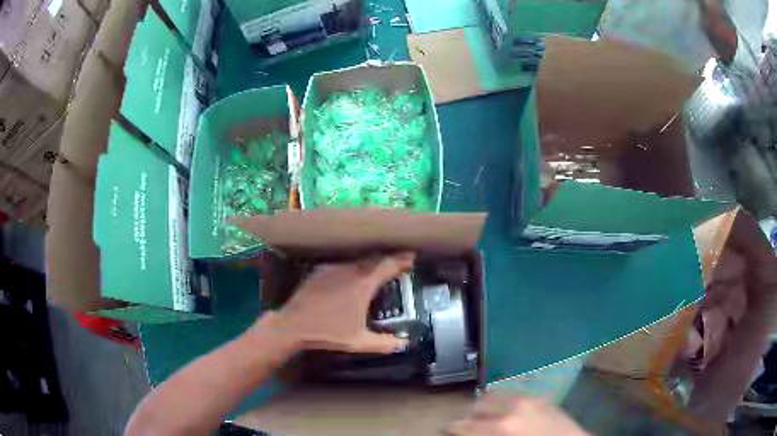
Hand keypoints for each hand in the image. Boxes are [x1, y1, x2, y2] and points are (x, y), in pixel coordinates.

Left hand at [265, 252, 413, 353]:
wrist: (294, 325)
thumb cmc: (328, 333)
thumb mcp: (359, 341)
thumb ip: (384, 343)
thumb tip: (405, 344)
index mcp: (363, 285)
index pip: (388, 266)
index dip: (401, 260)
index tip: (411, 257)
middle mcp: (350, 271)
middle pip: (374, 259)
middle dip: (388, 260)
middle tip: (398, 263)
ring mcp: (334, 269)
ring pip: (357, 261)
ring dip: (370, 264)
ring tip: (377, 270)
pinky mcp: (321, 270)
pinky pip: (342, 265)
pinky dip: (352, 268)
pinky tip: (352, 276)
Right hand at [448, 394, 588, 435]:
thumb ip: (486, 435)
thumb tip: (469, 431)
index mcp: (503, 425)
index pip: (469, 424)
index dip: (456, 427)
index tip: (449, 428)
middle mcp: (514, 407)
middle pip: (481, 404)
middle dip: (470, 413)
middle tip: (464, 422)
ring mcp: (529, 399)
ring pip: (497, 394)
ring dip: (485, 403)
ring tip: (482, 413)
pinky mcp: (540, 397)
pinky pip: (514, 393)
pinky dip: (503, 399)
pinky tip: (504, 409)